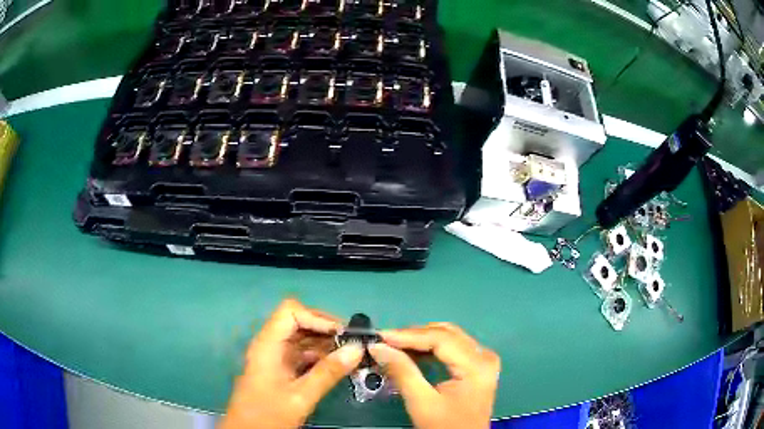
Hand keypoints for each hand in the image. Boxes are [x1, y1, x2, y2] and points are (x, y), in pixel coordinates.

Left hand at [220, 299, 363, 428]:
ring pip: (303, 339)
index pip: (291, 312)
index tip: (342, 334)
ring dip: (326, 345)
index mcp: (268, 345)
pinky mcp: (282, 370)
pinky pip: (303, 355)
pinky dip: (321, 358)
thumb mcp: (300, 396)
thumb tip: (357, 349)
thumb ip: (328, 373)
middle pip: (298, 322)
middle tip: (354, 344)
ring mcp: (276, 358)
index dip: (317, 318)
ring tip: (352, 356)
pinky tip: (339, 367)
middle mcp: (271, 345)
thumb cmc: (268, 414)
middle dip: (326, 330)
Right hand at [369, 323, 499, 428]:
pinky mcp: (477, 366)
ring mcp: (483, 359)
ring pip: (448, 337)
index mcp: (477, 365)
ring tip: (393, 345)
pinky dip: (430, 348)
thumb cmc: (446, 426)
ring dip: (420, 340)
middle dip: (413, 336)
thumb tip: (378, 347)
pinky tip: (411, 353)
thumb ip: (402, 372)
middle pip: (446, 334)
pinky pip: (452, 347)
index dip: (408, 336)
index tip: (380, 337)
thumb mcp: (422, 403)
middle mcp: (484, 356)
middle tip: (385, 341)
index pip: (441, 339)